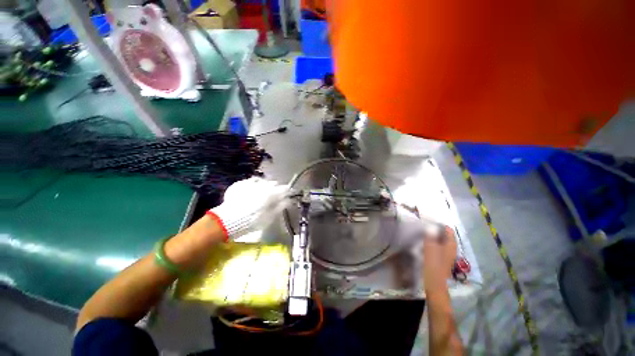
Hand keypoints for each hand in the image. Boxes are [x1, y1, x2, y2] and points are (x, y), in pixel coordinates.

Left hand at [209, 177, 288, 240]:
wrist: (227, 220)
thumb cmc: (252, 221)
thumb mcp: (269, 217)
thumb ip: (280, 207)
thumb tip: (287, 200)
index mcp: (271, 194)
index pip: (283, 189)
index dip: (287, 191)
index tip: (289, 193)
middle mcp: (262, 186)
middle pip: (273, 183)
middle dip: (276, 187)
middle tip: (276, 194)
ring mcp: (250, 184)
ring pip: (262, 180)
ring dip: (265, 184)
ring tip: (265, 190)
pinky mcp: (240, 184)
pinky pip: (250, 181)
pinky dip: (254, 184)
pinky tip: (253, 189)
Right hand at [395, 203, 455, 288]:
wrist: (434, 284)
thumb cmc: (433, 265)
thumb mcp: (430, 248)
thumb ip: (431, 236)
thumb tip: (430, 227)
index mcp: (451, 245)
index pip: (448, 230)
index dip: (439, 224)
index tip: (427, 222)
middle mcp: (451, 248)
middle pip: (444, 235)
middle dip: (435, 230)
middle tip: (423, 228)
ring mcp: (447, 254)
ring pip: (440, 241)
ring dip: (433, 237)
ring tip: (422, 234)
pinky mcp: (442, 259)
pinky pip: (437, 247)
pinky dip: (432, 243)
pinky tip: (424, 245)